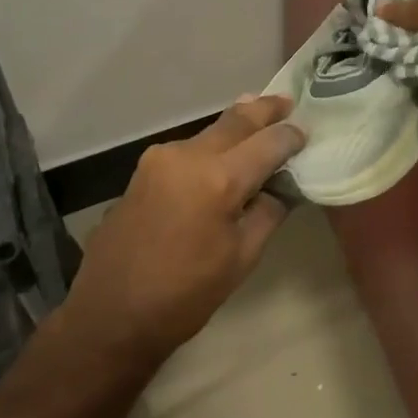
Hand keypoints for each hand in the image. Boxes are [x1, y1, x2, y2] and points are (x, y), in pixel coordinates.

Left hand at [62, 96, 304, 365]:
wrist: (110, 316)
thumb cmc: (185, 295)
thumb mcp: (242, 258)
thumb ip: (268, 212)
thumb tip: (281, 187)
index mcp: (219, 179)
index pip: (269, 143)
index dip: (291, 136)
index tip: (307, 132)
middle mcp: (189, 156)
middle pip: (236, 120)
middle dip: (265, 109)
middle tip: (287, 101)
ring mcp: (160, 159)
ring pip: (210, 131)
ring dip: (236, 126)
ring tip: (259, 121)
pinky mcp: (143, 170)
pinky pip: (189, 148)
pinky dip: (212, 145)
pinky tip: (223, 153)